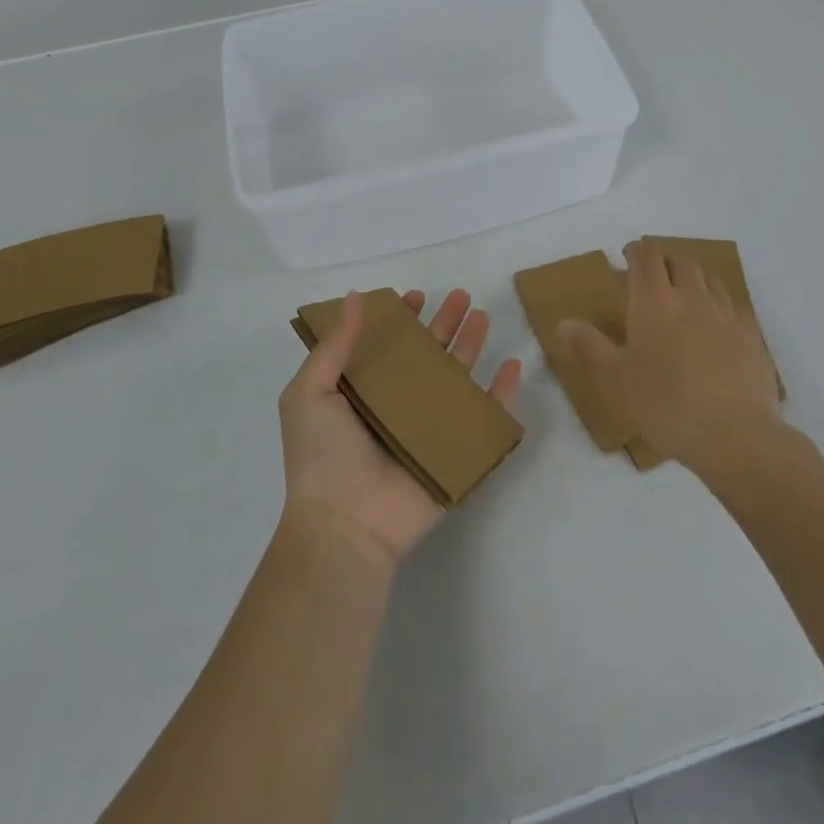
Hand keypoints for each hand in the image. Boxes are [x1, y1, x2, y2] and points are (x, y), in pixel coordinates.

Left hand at [279, 288, 520, 565]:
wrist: (346, 526)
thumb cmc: (322, 456)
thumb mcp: (311, 392)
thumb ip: (335, 344)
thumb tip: (356, 296)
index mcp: (361, 391)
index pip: (387, 345)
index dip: (402, 319)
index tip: (416, 296)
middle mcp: (395, 405)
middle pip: (427, 355)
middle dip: (444, 324)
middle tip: (462, 297)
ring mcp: (427, 429)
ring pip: (456, 378)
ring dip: (471, 346)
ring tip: (483, 317)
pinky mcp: (454, 452)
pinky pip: (485, 418)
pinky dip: (502, 393)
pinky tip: (512, 365)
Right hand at [560, 238, 781, 472]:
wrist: (734, 434)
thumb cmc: (665, 404)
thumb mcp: (615, 379)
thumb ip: (589, 345)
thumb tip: (563, 322)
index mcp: (654, 302)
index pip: (646, 257)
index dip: (636, 250)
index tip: (627, 256)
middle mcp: (692, 297)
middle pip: (681, 259)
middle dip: (665, 258)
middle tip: (653, 272)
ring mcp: (726, 314)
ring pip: (711, 277)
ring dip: (694, 275)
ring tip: (684, 290)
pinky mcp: (752, 335)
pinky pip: (734, 305)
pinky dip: (721, 302)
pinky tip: (717, 322)